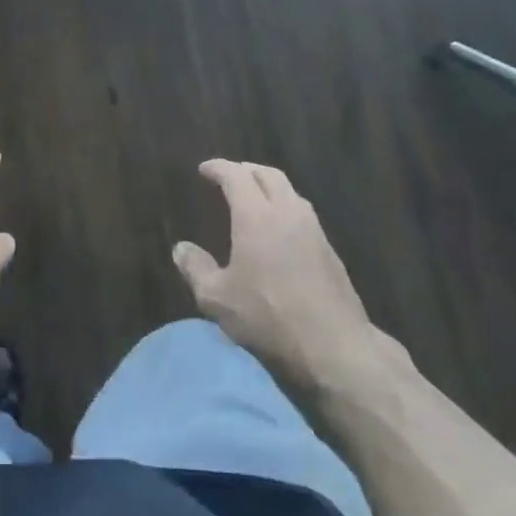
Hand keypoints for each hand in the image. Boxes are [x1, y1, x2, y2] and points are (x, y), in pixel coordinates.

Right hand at [174, 160, 383, 390]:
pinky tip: (278, 229)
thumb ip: (196, 269)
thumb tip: (181, 249)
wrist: (335, 347)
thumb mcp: (218, 299)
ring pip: (290, 192)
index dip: (218, 168)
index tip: (204, 170)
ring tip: (253, 199)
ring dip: (269, 186)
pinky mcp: (329, 250)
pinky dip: (285, 207)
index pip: (236, 176)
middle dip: (246, 170)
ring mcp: (313, 230)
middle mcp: (287, 212)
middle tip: (229, 178)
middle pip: (268, 175)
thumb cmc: (269, 317)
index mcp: (256, 216)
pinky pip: (303, 213)